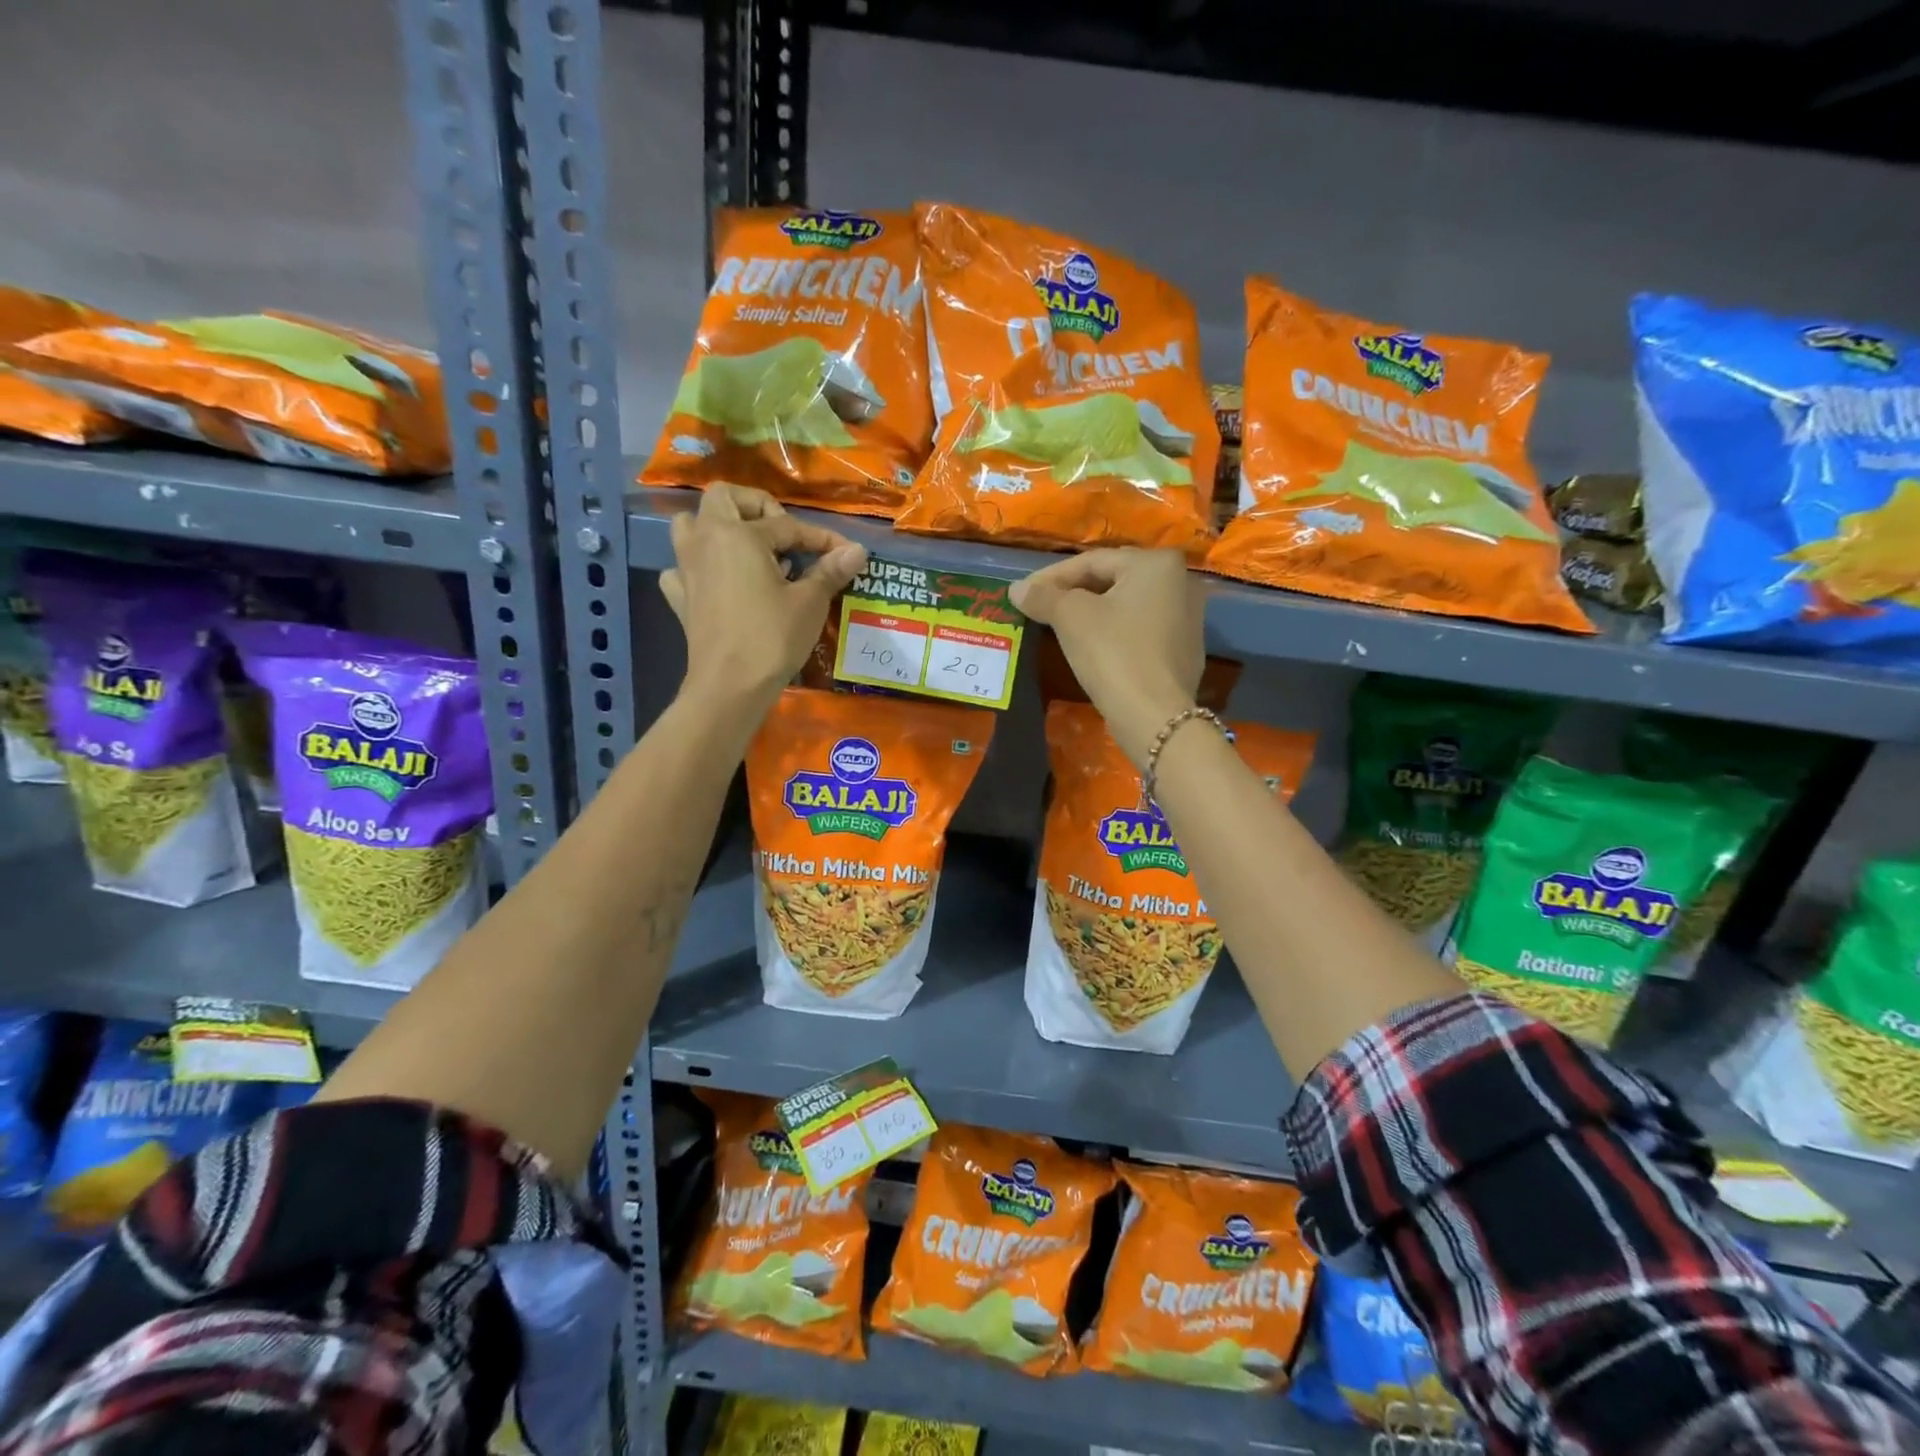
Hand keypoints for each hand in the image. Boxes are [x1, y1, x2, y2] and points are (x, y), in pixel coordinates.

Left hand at [660, 485, 866, 715]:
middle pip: (724, 498)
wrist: (729, 686)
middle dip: (757, 508)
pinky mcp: (680, 597)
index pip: (787, 525)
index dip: (821, 538)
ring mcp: (686, 568)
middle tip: (783, 535)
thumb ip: (830, 570)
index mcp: (738, 534)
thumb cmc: (772, 638)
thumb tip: (858, 550)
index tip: (847, 553)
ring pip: (691, 526)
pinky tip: (722, 584)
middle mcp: (705, 540)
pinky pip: (683, 568)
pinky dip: (701, 568)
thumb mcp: (810, 602)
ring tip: (749, 551)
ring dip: (719, 529)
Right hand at [1011, 548, 1206, 767]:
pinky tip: (1091, 646)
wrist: (1154, 715)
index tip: (1022, 593)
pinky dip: (1113, 632)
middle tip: (1040, 607)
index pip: (1092, 561)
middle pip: (1112, 580)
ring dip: (1092, 612)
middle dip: (1073, 592)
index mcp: (1156, 563)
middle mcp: (1181, 581)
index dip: (1051, 577)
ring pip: (1126, 606)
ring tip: (1059, 625)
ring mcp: (1188, 617)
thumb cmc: (1113, 653)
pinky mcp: (1184, 649)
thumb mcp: (1070, 617)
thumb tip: (1016, 589)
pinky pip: (1140, 630)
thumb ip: (1043, 596)